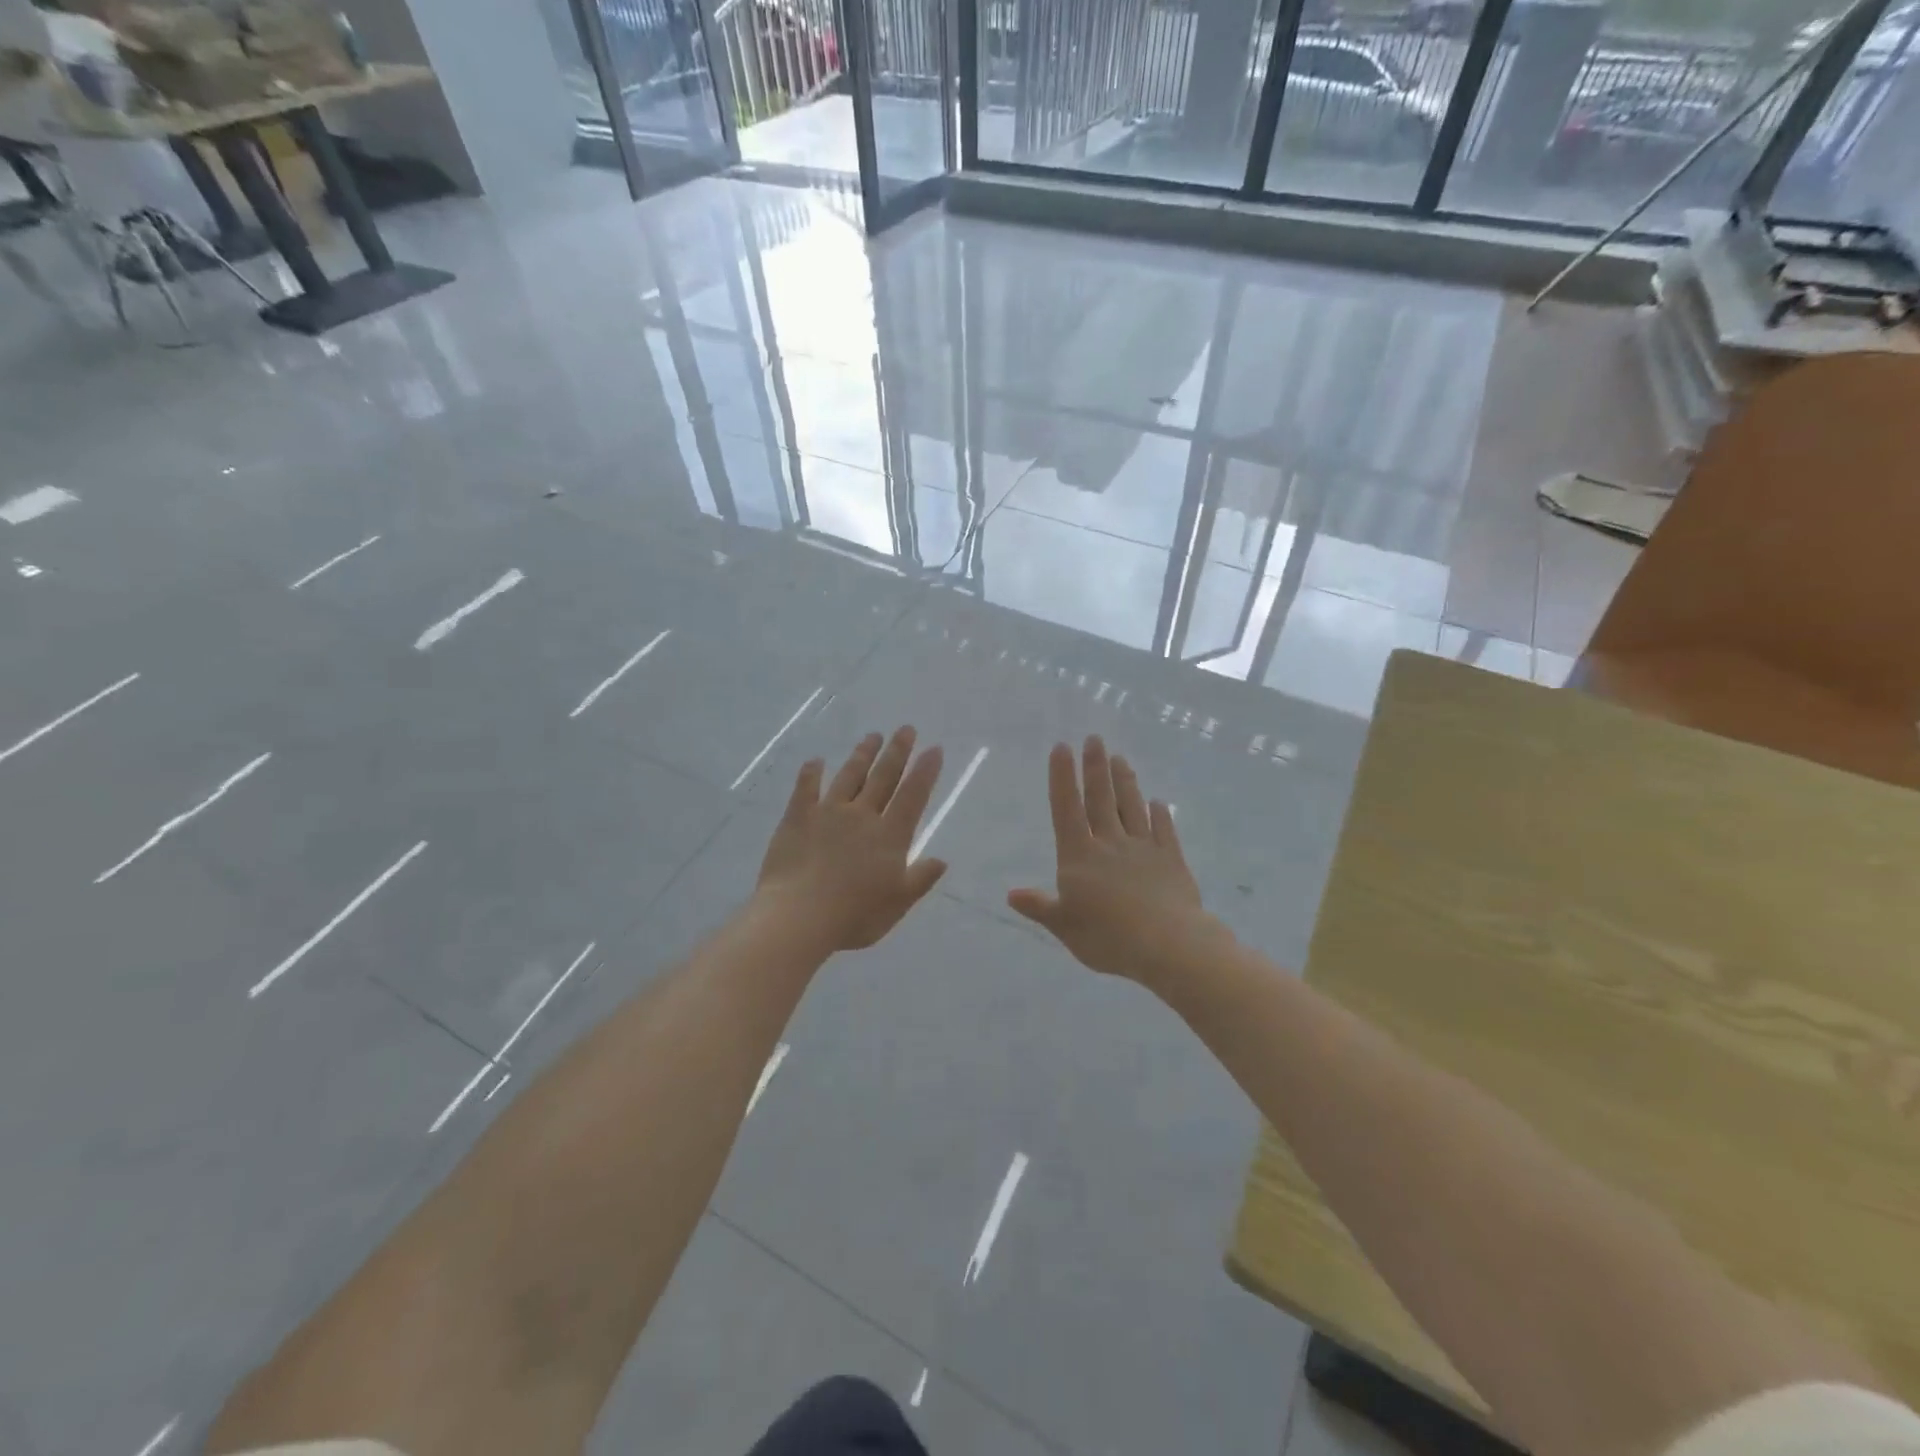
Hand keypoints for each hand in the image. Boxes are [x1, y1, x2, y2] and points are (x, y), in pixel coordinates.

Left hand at [756, 726, 948, 951]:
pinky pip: (806, 788)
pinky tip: (816, 761)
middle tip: (905, 728)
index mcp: (890, 836)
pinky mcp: (797, 817)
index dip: (925, 771)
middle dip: (897, 752)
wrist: (798, 916)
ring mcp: (828, 812)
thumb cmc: (854, 915)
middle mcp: (862, 815)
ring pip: (849, 776)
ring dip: (862, 755)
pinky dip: (811, 773)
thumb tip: (941, 860)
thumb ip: (920, 879)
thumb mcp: (897, 903)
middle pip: (883, 777)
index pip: (913, 796)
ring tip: (872, 736)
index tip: (934, 748)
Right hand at [1009, 737, 1219, 985]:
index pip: (1067, 809)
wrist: (1168, 945)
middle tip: (1095, 738)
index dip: (1062, 777)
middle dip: (1095, 767)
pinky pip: (1164, 831)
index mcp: (1079, 856)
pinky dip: (1160, 815)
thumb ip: (1040, 907)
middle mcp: (1110, 843)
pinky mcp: (1172, 860)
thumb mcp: (1064, 926)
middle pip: (1101, 799)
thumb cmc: (1108, 938)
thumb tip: (1011, 894)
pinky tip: (1158, 803)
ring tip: (1120, 758)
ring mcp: (1143, 849)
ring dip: (1125, 782)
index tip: (1062, 747)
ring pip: (1132, 807)